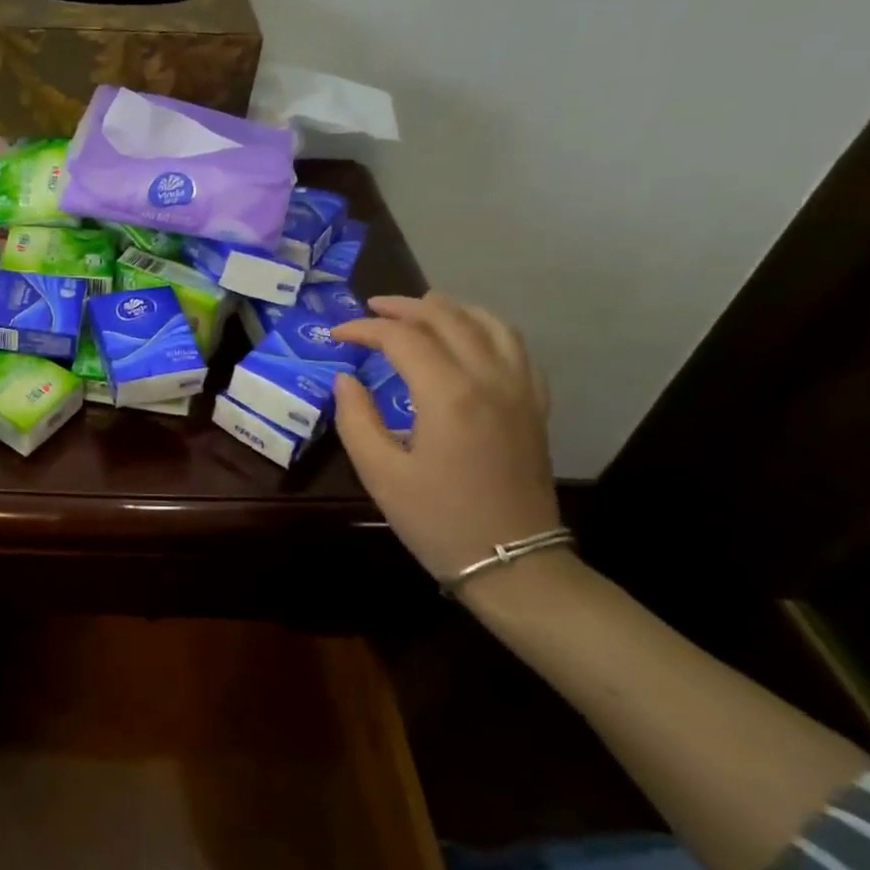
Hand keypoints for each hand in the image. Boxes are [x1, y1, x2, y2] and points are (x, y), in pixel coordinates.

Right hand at [330, 294, 560, 584]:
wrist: (511, 562)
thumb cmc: (437, 519)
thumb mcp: (380, 473)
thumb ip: (356, 418)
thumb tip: (346, 380)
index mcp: (449, 395)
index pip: (403, 339)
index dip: (365, 330)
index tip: (336, 335)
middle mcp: (490, 379)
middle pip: (448, 319)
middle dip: (405, 307)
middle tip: (371, 309)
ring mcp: (520, 391)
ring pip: (489, 324)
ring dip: (451, 309)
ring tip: (421, 308)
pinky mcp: (534, 406)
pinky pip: (516, 348)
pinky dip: (487, 328)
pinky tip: (470, 337)